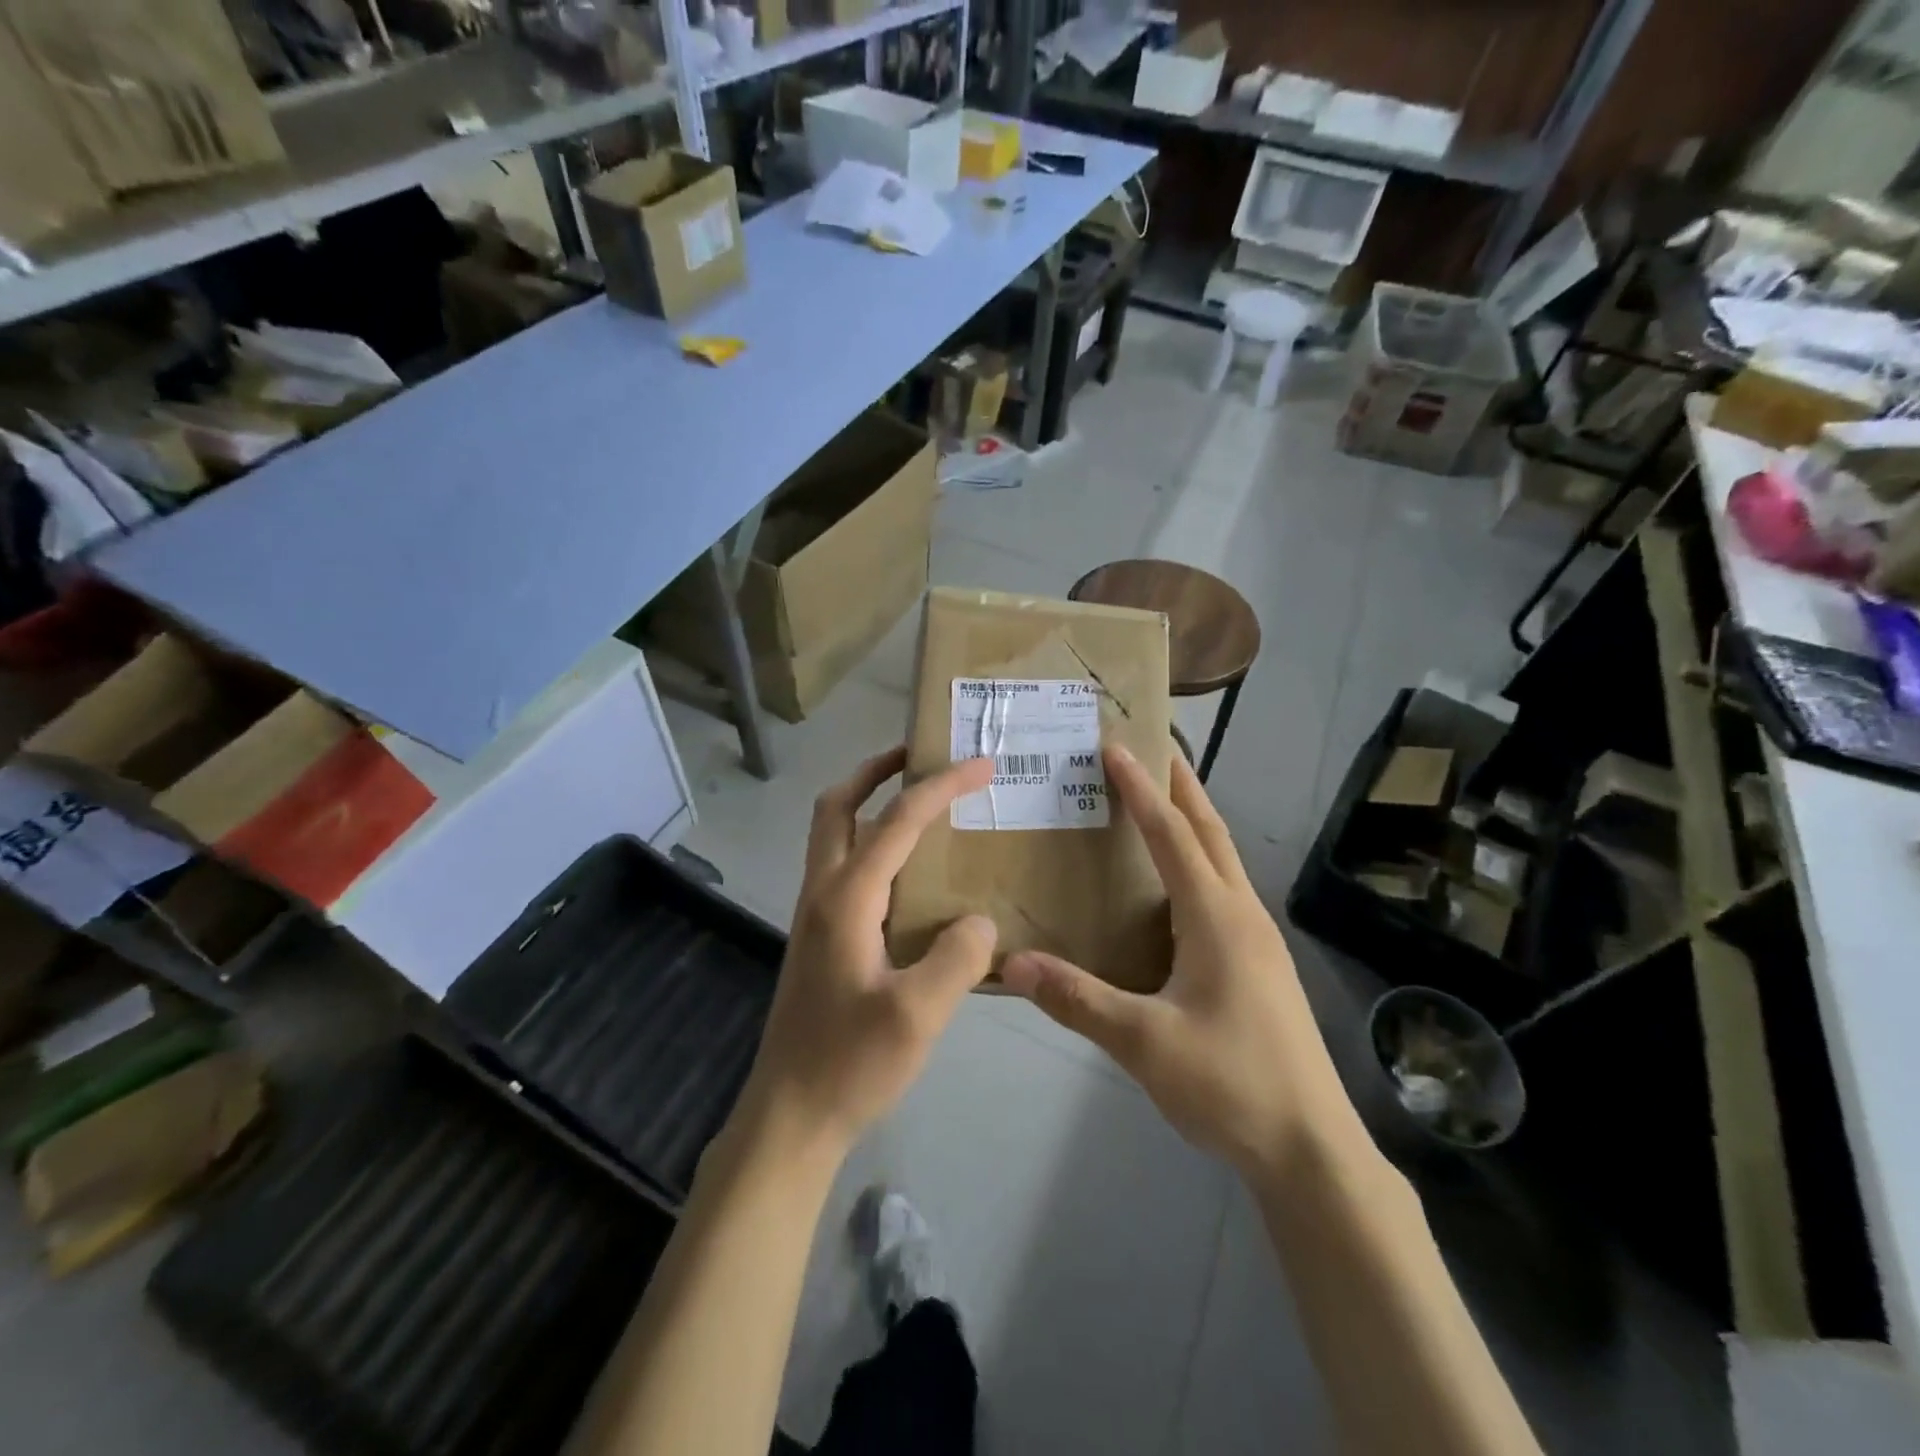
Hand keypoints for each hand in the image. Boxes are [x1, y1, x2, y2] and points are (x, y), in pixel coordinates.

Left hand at [737, 747, 997, 1160]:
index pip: (897, 820)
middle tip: (920, 757)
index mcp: (846, 898)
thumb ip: (958, 957)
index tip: (981, 764)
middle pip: (837, 806)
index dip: (940, 786)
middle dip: (876, 771)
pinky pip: (843, 867)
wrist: (790, 1115)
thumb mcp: (918, 1015)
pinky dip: (871, 843)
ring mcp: (815, 915)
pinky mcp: (819, 937)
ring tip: (920, 804)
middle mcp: (823, 892)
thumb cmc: (850, 1064)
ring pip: (833, 834)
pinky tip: (909, 874)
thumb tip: (978, 921)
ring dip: (869, 803)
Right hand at [999, 748, 1362, 1182]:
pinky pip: (1224, 891)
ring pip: (1223, 860)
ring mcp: (1258, 940)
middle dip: (1180, 786)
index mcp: (1216, 918)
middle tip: (1150, 749)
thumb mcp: (1144, 1045)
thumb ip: (1077, 1000)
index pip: (1172, 835)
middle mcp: (1242, 915)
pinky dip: (1198, 862)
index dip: (1141, 789)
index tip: (1115, 747)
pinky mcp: (1261, 964)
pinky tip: (1177, 887)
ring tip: (1159, 802)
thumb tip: (1011, 963)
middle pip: (1210, 832)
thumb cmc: (1231, 1085)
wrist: (1312, 1150)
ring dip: (1193, 822)